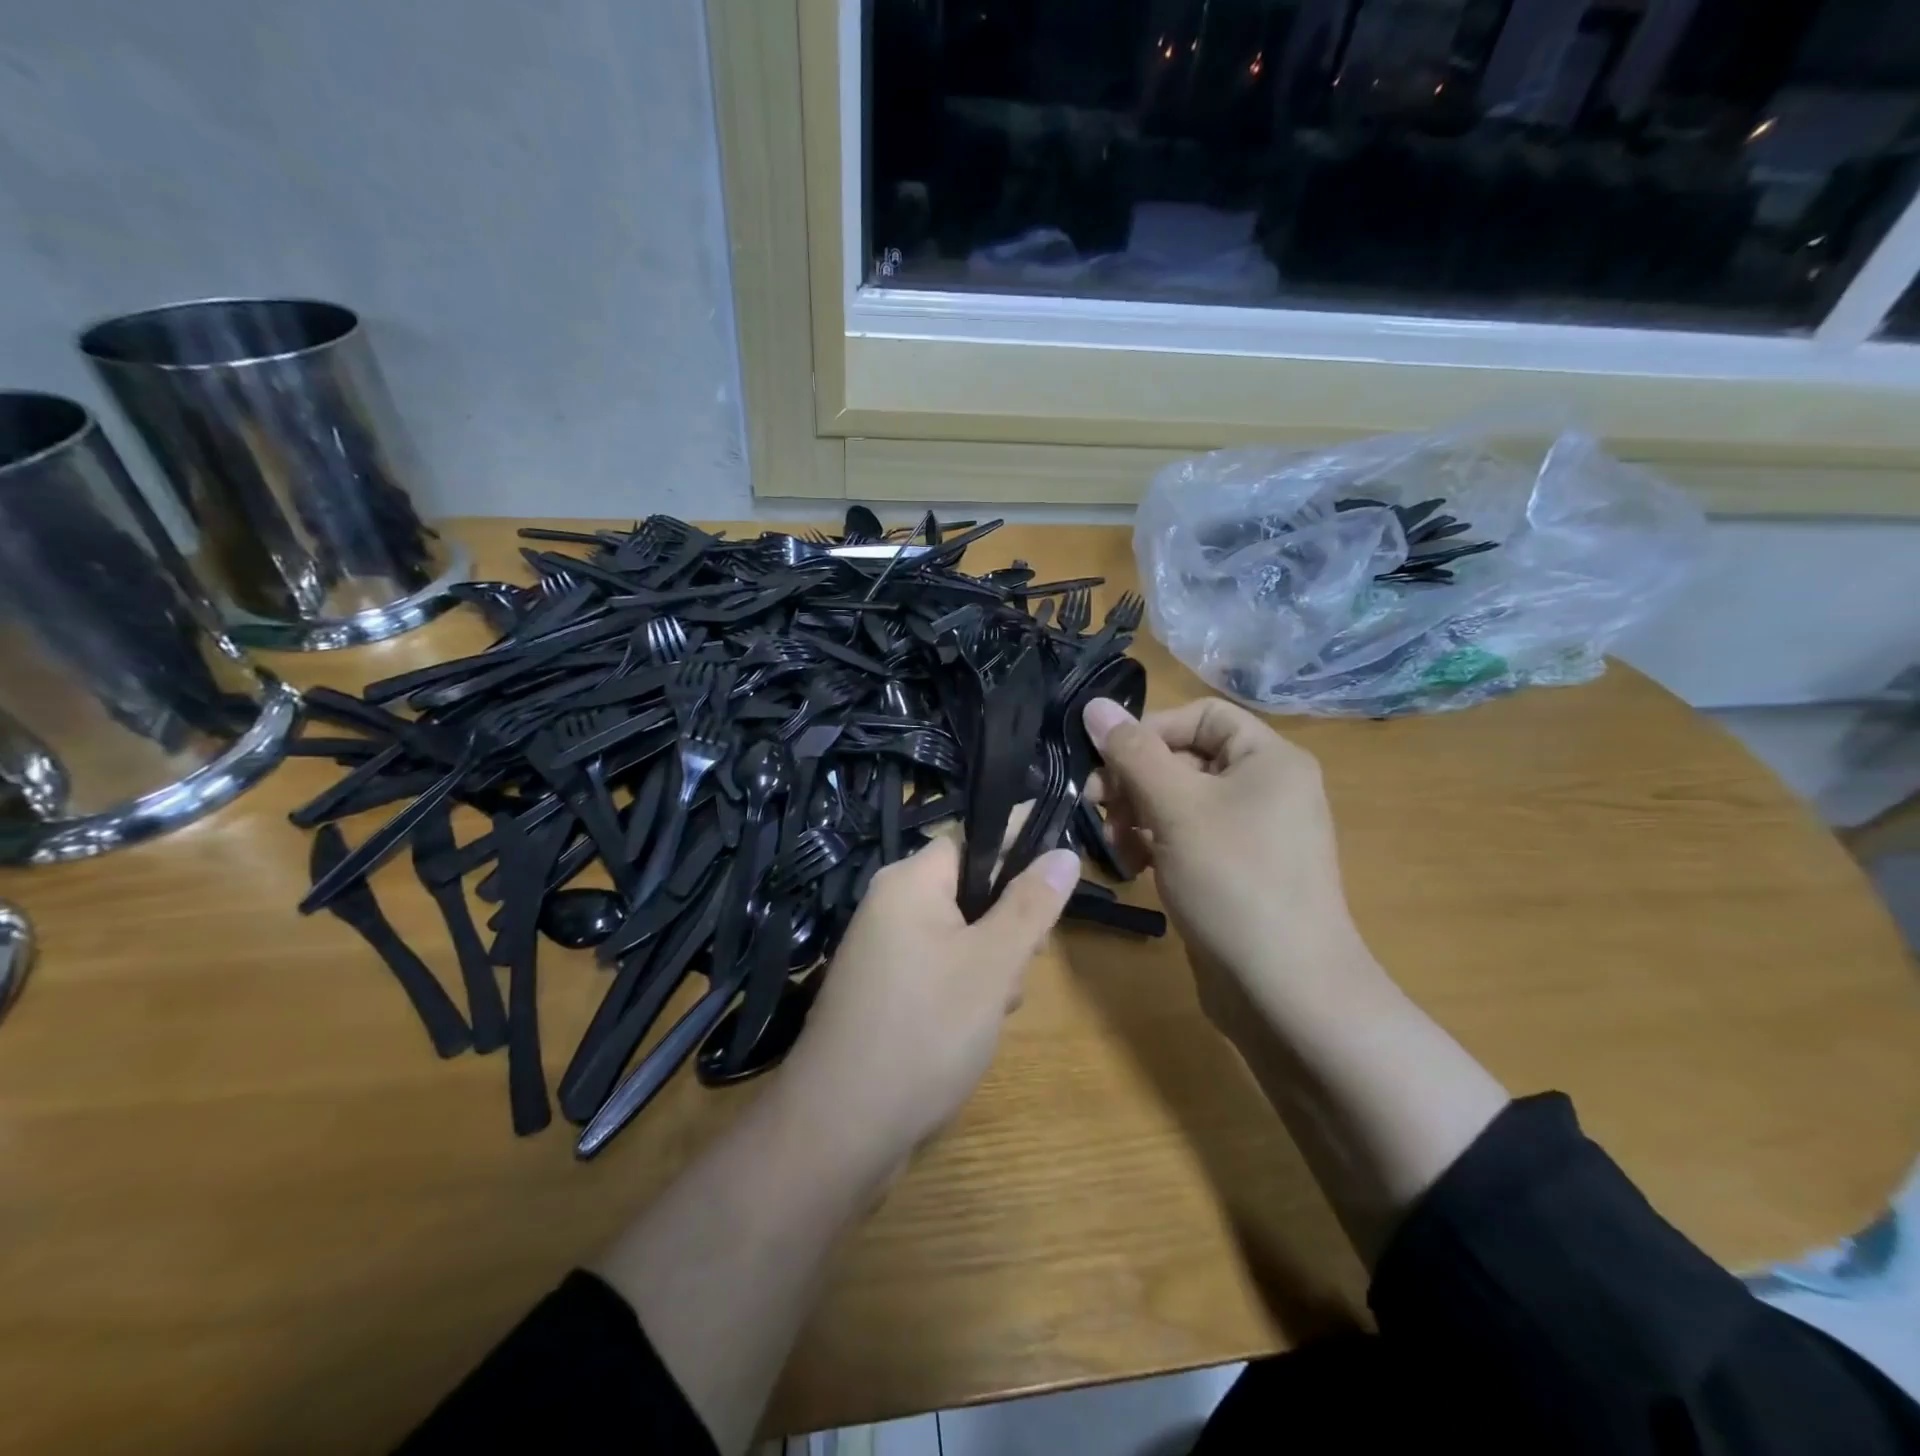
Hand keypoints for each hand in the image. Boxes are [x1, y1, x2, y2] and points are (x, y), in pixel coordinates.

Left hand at [780, 835, 1080, 1186]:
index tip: (1062, 864)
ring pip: (959, 932)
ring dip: (991, 961)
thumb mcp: (993, 964)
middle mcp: (890, 904)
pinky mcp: (882, 988)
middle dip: (1008, 921)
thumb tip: (1063, 851)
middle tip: (1028, 962)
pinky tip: (975, 1026)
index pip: (973, 836)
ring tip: (997, 1008)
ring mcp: (882, 948)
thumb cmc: (926, 1031)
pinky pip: (938, 964)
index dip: (1019, 843)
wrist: (841, 1128)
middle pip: (969, 887)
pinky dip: (965, 985)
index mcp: (909, 880)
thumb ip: (1031, 905)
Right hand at [1083, 696, 1377, 1039]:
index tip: (1106, 762)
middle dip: (1134, 781)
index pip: (1200, 716)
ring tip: (1114, 848)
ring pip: (1178, 802)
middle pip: (1184, 759)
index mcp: (1268, 759)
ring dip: (1136, 817)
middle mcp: (1265, 788)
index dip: (1149, 731)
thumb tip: (1094, 705)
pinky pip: (1186, 839)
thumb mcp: (1176, 807)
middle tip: (1095, 807)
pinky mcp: (1234, 872)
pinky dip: (1155, 846)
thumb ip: (1132, 753)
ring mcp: (1251, 834)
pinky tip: (1134, 871)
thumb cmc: (1234, 880)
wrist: (1286, 991)